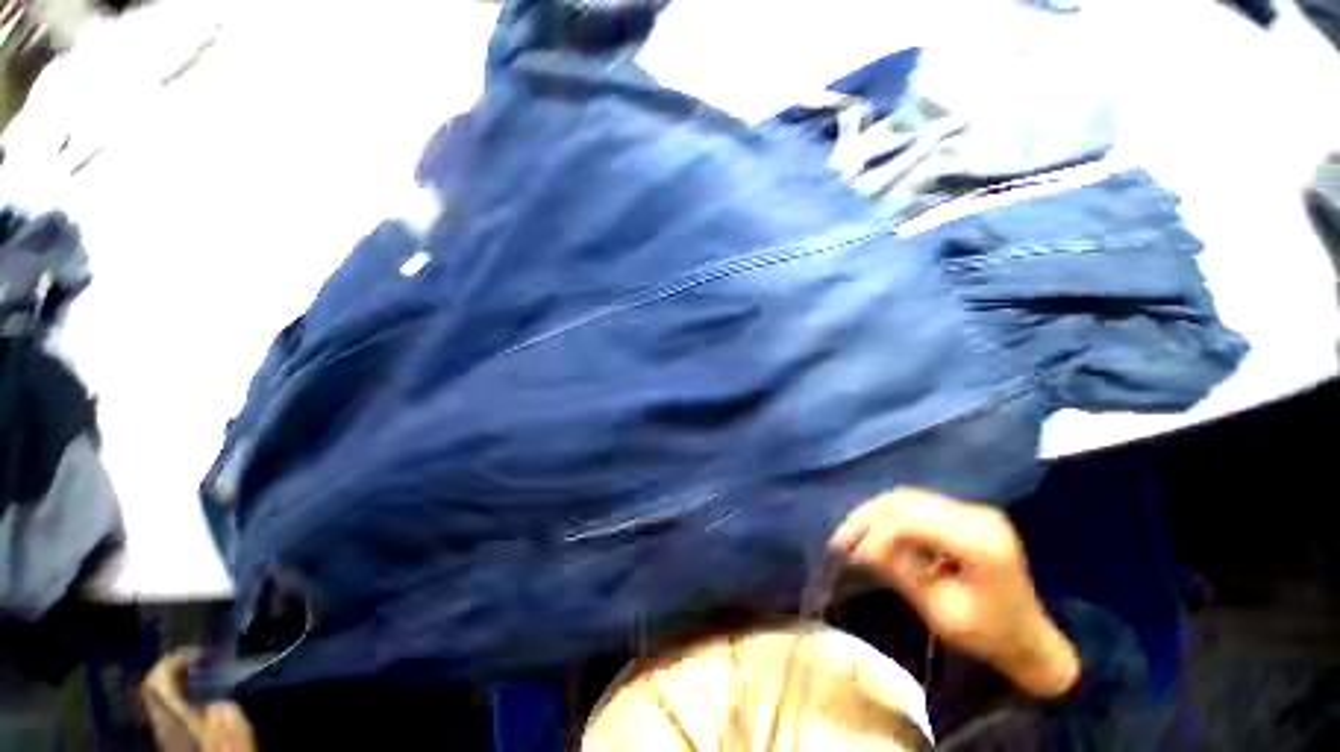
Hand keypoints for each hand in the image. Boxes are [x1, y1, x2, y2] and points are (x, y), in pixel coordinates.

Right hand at [830, 488, 1079, 696]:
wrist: (1030, 639)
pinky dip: (889, 515)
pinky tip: (874, 531)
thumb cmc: (989, 636)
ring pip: (907, 497)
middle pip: (907, 501)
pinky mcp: (965, 513)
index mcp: (981, 544)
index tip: (849, 555)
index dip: (875, 534)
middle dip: (867, 517)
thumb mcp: (941, 613)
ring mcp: (973, 510)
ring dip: (874, 513)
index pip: (912, 522)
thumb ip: (901, 574)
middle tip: (840, 539)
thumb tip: (860, 548)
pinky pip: (917, 504)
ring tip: (850, 534)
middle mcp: (977, 515)